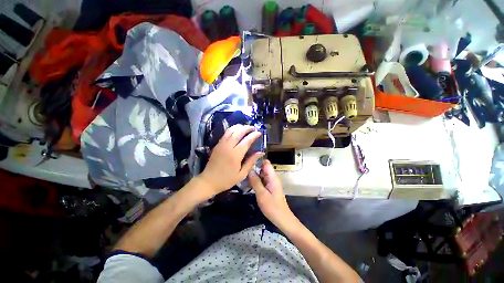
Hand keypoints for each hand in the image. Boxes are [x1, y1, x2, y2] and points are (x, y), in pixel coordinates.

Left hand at [199, 124, 262, 196]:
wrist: (208, 181)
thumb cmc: (227, 180)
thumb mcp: (242, 174)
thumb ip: (251, 162)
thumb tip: (260, 152)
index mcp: (235, 155)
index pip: (247, 141)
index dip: (254, 135)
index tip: (259, 133)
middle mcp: (228, 146)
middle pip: (238, 132)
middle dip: (247, 128)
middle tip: (253, 128)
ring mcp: (221, 144)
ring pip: (231, 130)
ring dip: (239, 127)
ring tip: (245, 128)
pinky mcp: (217, 144)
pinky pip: (225, 133)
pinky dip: (232, 129)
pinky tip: (236, 131)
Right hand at [248, 160, 296, 230]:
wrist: (282, 219)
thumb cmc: (273, 207)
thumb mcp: (262, 194)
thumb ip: (255, 182)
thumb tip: (249, 170)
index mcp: (272, 177)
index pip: (266, 163)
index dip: (258, 160)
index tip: (248, 160)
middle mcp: (272, 178)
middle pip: (263, 168)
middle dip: (254, 168)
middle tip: (242, 169)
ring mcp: (270, 183)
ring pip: (261, 174)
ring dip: (254, 174)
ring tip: (243, 175)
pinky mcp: (269, 188)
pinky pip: (261, 180)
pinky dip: (255, 180)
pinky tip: (247, 183)